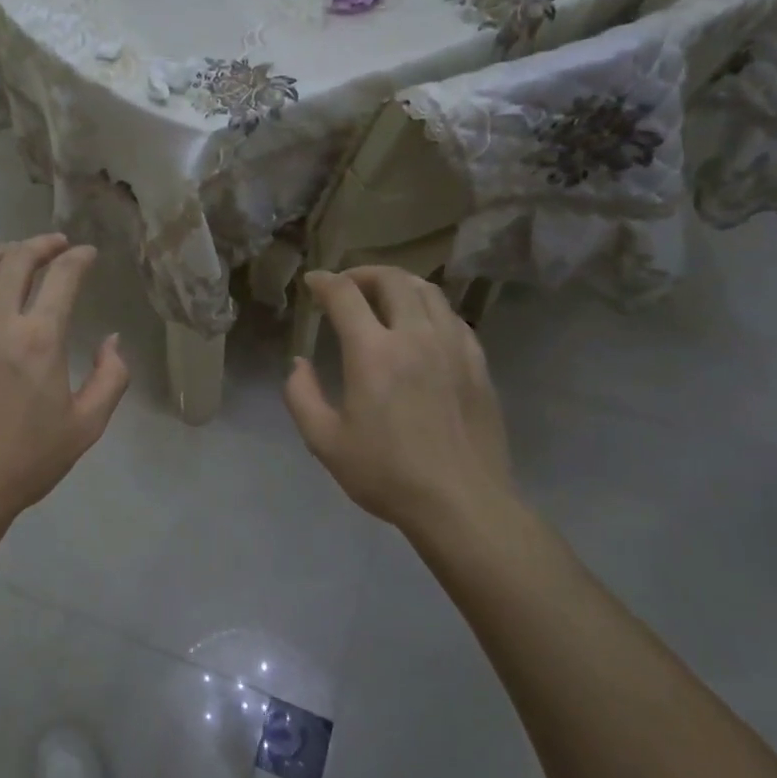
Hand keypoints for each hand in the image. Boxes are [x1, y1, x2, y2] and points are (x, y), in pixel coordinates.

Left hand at [0, 234, 129, 535]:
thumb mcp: (85, 427)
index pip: (63, 276)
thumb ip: (111, 378)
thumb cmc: (22, 462)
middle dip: (40, 244)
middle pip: (16, 259)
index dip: (79, 258)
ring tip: (10, 255)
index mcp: (38, 337)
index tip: (86, 254)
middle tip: (53, 245)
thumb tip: (112, 340)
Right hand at [284, 268, 516, 535]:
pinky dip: (429, 308)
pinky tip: (422, 327)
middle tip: (346, 287)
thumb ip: (301, 395)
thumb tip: (299, 363)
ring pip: (428, 291)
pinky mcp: (477, 363)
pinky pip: (453, 317)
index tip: (312, 283)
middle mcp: (416, 336)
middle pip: (392, 280)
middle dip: (362, 274)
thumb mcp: (325, 442)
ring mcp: (453, 346)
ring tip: (383, 298)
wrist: (462, 503)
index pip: (345, 295)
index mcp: (374, 353)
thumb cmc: (387, 474)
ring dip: (399, 284)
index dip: (324, 282)